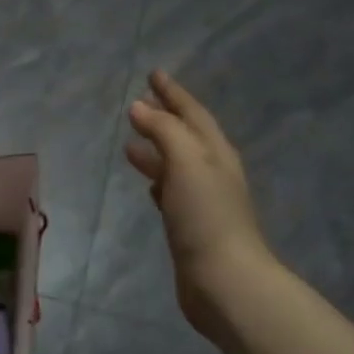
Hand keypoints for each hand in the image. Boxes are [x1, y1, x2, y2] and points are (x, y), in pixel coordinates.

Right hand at [125, 70, 275, 338]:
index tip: (153, 74)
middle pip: (186, 136)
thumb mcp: (187, 163)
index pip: (193, 113)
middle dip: (164, 118)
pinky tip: (149, 184)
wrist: (223, 279)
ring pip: (176, 164)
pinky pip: (172, 192)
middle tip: (138, 104)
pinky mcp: (191, 226)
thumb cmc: (205, 216)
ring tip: (130, 144)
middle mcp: (213, 172)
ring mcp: (203, 200)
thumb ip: (164, 132)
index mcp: (216, 153)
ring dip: (157, 150)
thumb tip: (140, 107)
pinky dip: (159, 180)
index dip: (173, 93)